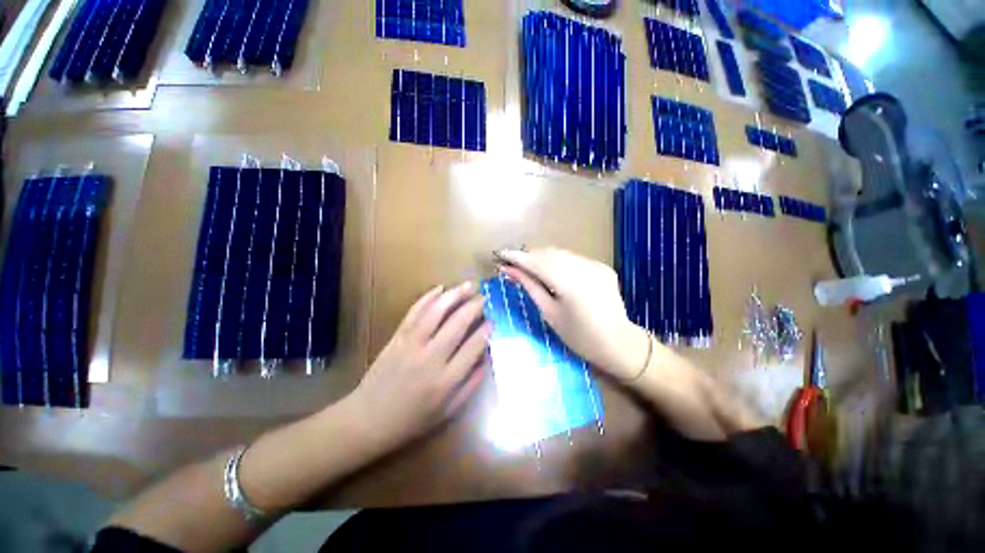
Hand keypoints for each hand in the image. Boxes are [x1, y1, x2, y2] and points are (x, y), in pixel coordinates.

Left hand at [346, 282, 490, 451]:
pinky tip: (439, 289)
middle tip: (485, 297)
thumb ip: (471, 385)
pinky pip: (414, 313)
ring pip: (436, 313)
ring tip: (468, 285)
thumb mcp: (448, 411)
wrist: (367, 420)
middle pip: (457, 324)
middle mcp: (430, 358)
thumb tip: (488, 358)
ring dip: (454, 296)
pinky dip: (427, 298)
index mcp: (446, 380)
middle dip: (475, 306)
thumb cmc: (411, 420)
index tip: (495, 319)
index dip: (487, 330)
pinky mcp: (397, 337)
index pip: (474, 347)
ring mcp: (411, 345)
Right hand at [496, 248, 649, 380]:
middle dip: (529, 255)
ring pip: (561, 253)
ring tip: (528, 265)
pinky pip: (574, 259)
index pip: (537, 262)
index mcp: (570, 284)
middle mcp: (584, 268)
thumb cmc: (579, 337)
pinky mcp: (602, 267)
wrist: (618, 343)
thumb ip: (530, 286)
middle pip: (549, 253)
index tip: (500, 254)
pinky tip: (551, 269)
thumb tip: (509, 270)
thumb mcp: (549, 313)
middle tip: (512, 261)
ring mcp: (596, 265)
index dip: (517, 257)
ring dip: (542, 256)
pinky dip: (559, 261)